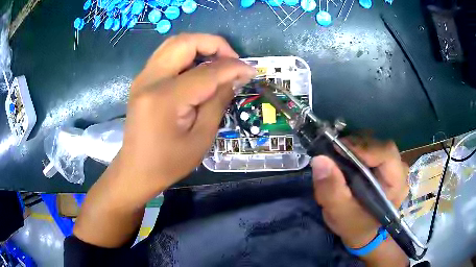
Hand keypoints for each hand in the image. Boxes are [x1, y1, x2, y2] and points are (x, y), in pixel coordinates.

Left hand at [115, 33, 255, 203]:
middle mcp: (150, 80)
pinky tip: (198, 69)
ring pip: (174, 43)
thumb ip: (218, 102)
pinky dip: (187, 54)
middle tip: (232, 60)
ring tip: (218, 62)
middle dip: (214, 44)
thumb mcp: (201, 138)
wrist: (136, 169)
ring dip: (200, 46)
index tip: (250, 70)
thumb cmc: (169, 162)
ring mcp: (142, 77)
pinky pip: (167, 54)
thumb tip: (233, 78)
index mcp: (165, 98)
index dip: (233, 67)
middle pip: (185, 42)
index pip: (206, 71)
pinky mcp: (142, 80)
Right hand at [311, 138, 409, 264]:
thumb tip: (319, 159)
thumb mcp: (339, 213)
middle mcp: (400, 171)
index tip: (338, 148)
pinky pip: (372, 147)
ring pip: (376, 143)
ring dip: (355, 146)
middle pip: (380, 145)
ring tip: (339, 155)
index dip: (363, 148)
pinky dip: (357, 148)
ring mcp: (394, 165)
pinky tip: (346, 157)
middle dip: (357, 146)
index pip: (387, 154)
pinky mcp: (385, 163)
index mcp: (396, 185)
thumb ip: (331, 189)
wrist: (360, 231)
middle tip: (334, 152)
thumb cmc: (353, 225)